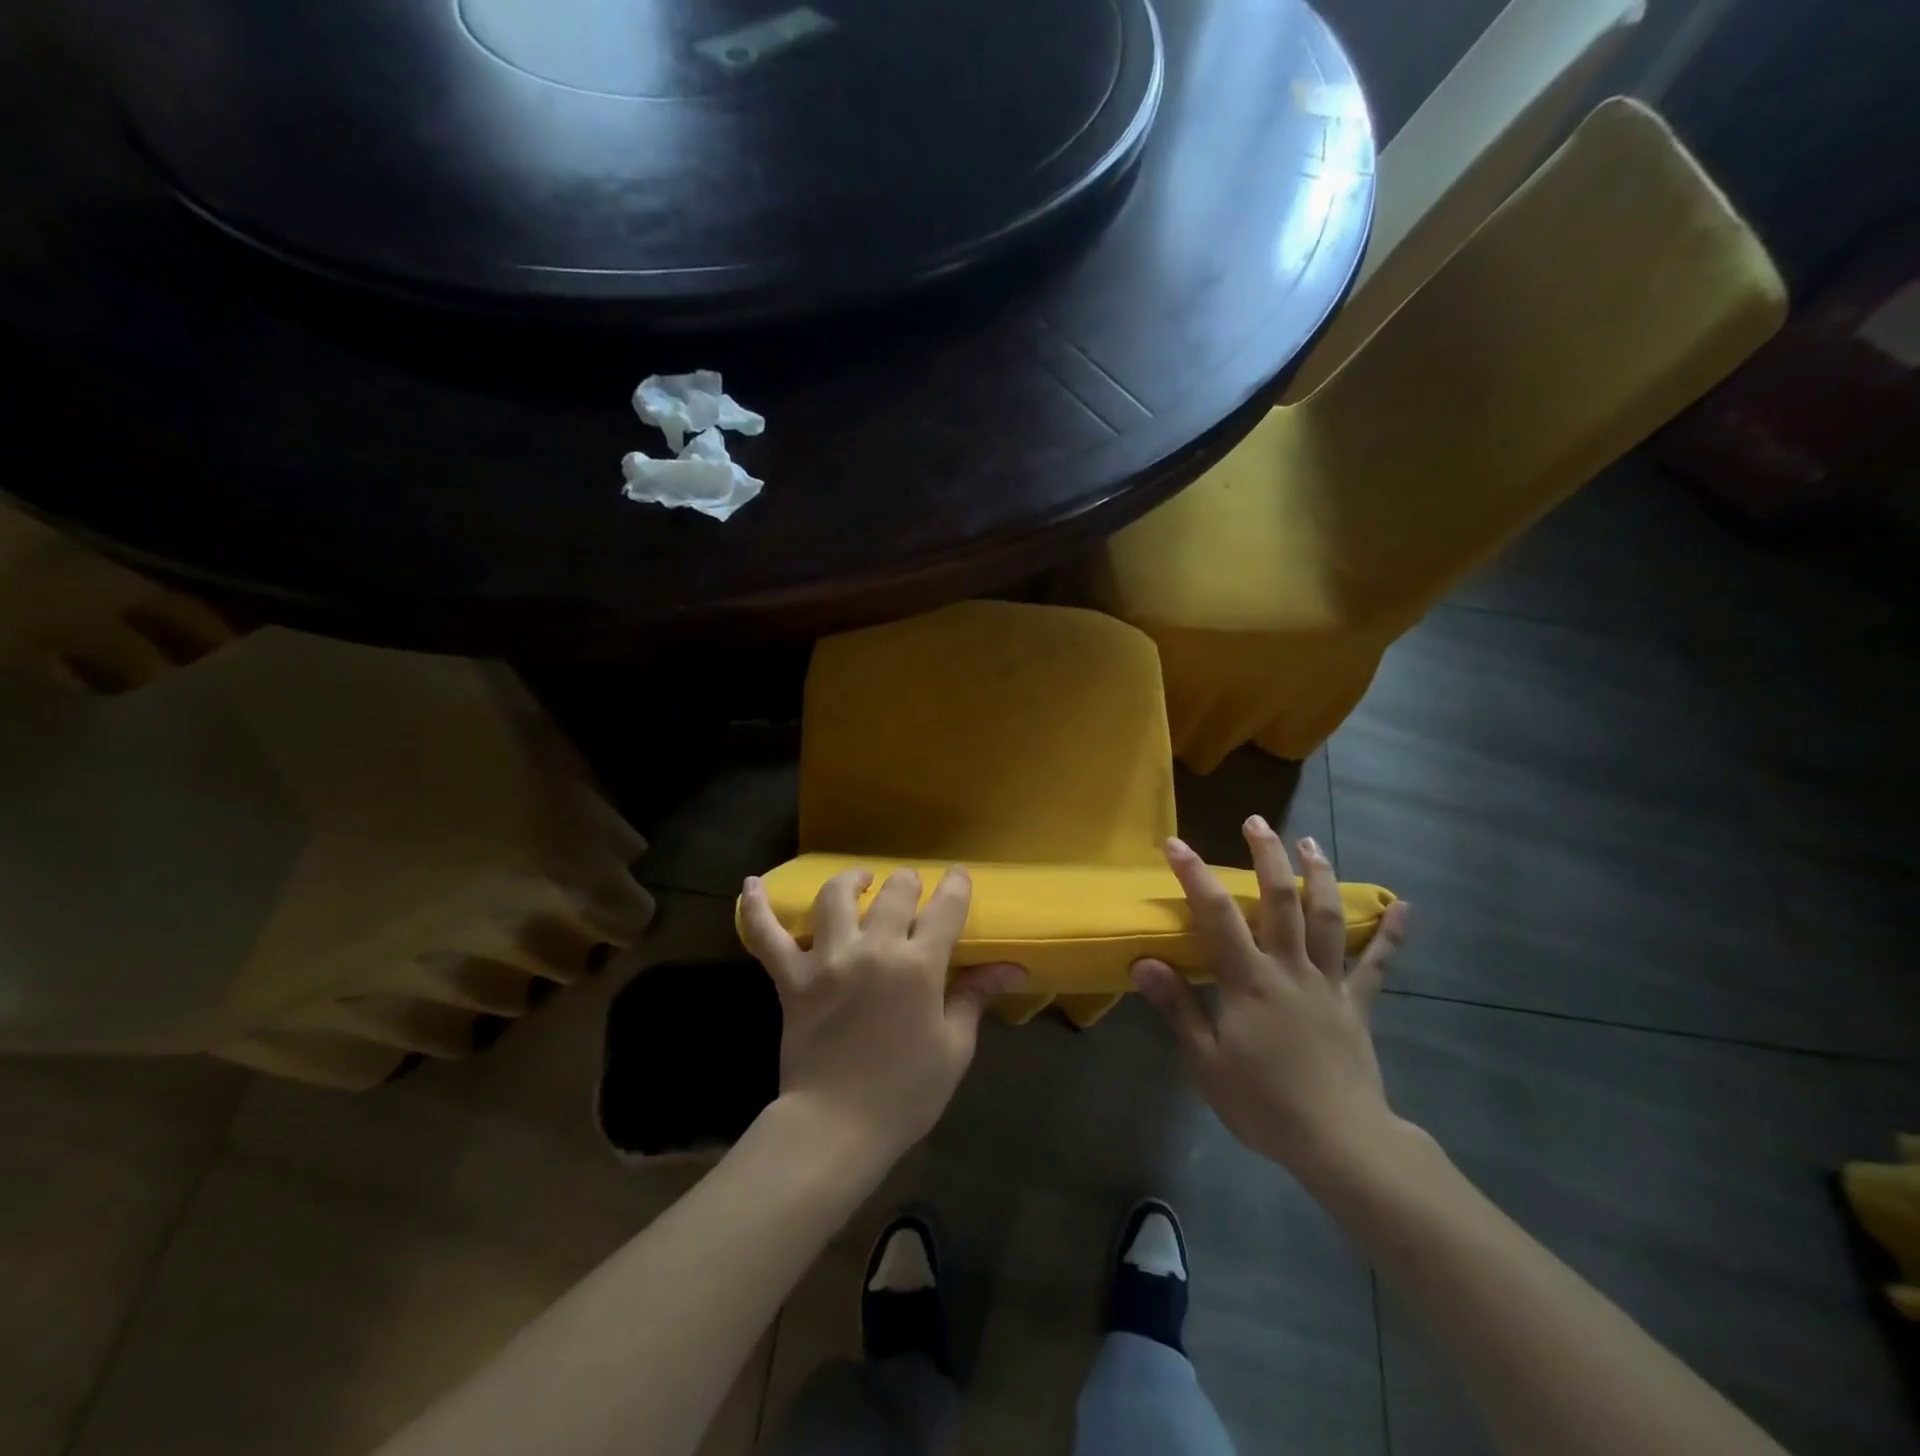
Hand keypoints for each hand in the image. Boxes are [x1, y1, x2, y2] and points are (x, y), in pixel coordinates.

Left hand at [739, 866, 1025, 1164]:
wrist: (836, 1126)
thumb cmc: (905, 1092)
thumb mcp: (953, 1047)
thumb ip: (975, 996)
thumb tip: (1012, 968)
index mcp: (918, 966)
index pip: (945, 908)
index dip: (956, 886)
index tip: (959, 877)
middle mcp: (874, 950)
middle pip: (894, 892)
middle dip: (908, 883)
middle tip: (911, 889)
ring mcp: (827, 960)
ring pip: (835, 898)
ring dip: (851, 881)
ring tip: (860, 881)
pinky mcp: (791, 979)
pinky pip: (767, 936)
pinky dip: (757, 908)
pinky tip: (751, 885)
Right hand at [1130, 821, 1410, 1179]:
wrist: (1341, 1144)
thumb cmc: (1264, 1104)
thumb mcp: (1207, 1062)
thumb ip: (1178, 1007)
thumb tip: (1144, 962)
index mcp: (1250, 981)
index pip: (1218, 915)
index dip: (1194, 875)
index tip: (1174, 844)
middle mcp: (1290, 969)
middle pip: (1280, 901)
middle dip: (1267, 857)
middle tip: (1256, 822)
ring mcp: (1328, 983)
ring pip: (1325, 918)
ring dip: (1318, 875)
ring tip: (1309, 843)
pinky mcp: (1357, 1005)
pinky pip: (1377, 964)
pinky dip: (1391, 934)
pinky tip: (1404, 906)